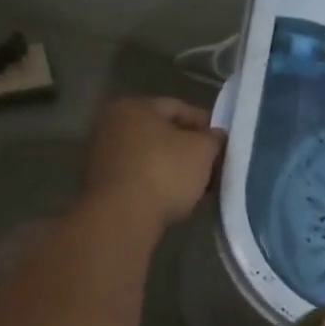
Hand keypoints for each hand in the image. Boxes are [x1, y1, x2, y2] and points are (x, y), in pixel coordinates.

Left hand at [81, 96, 225, 231]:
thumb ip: (214, 138)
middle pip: (163, 133)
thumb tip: (215, 137)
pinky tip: (175, 199)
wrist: (122, 219)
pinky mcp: (101, 185)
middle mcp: (112, 124)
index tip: (223, 144)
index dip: (206, 125)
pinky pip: (138, 177)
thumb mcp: (202, 150)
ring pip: (151, 157)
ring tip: (198, 186)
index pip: (179, 108)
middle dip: (190, 149)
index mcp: (133, 106)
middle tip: (213, 166)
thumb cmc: (164, 173)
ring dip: (175, 169)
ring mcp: (102, 155)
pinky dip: (157, 184)